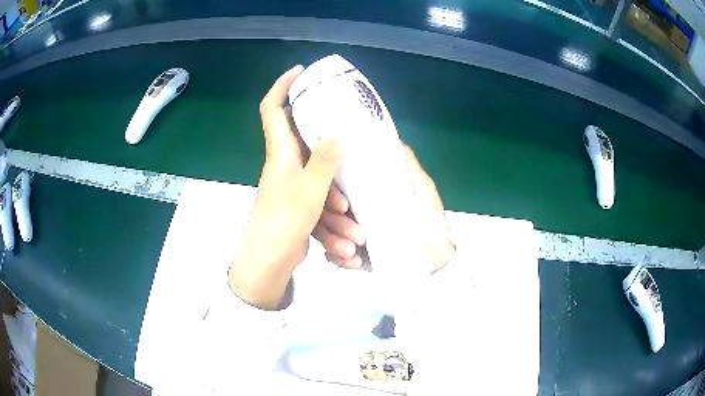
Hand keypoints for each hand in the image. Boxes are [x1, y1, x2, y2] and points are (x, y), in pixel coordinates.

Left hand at [228, 65, 343, 309]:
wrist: (269, 263)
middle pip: (309, 146)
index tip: (301, 72)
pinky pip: (322, 206)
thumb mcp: (309, 188)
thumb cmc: (283, 221)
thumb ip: (326, 158)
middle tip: (353, 157)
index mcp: (281, 152)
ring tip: (353, 231)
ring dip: (339, 207)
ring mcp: (294, 188)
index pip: (273, 108)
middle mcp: (286, 165)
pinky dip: (334, 224)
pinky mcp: (301, 208)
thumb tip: (339, 130)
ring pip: (322, 184)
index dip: (282, 86)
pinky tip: (346, 244)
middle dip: (333, 157)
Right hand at [313, 144, 455, 272]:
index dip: (332, 194)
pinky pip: (334, 257)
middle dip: (335, 224)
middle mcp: (351, 211)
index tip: (343, 204)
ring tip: (353, 253)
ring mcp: (348, 235)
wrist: (434, 259)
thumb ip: (406, 163)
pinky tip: (354, 262)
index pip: (335, 187)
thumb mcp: (421, 187)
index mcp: (363, 192)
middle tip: (357, 236)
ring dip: (335, 243)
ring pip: (325, 234)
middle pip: (326, 211)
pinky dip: (340, 260)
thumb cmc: (429, 221)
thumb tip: (389, 136)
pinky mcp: (351, 256)